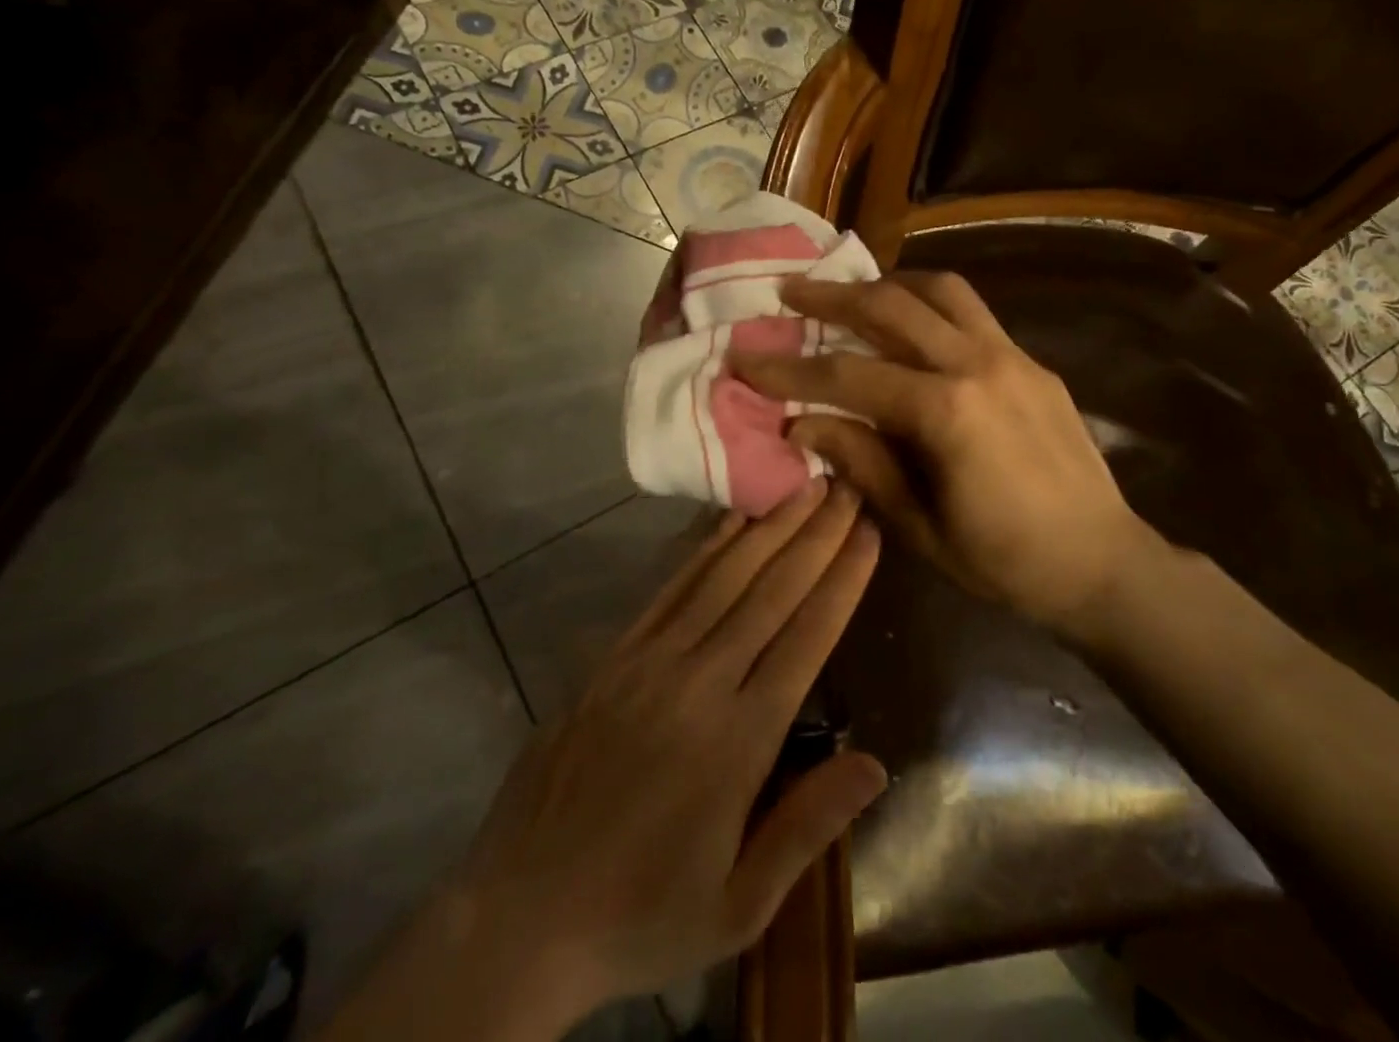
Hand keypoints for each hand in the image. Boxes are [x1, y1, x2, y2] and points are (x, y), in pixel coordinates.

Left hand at [457, 482, 884, 1033]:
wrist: (521, 913)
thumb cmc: (644, 912)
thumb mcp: (739, 905)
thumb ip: (807, 827)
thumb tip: (876, 764)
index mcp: (738, 740)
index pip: (807, 637)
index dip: (842, 579)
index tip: (869, 532)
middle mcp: (698, 682)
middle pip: (771, 591)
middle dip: (816, 534)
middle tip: (847, 486)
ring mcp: (651, 660)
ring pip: (724, 575)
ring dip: (770, 526)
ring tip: (805, 485)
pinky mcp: (615, 654)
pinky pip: (672, 586)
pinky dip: (708, 545)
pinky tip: (733, 517)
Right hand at [730, 273, 1171, 632]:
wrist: (1103, 563)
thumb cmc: (1006, 561)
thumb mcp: (919, 526)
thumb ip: (861, 461)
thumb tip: (801, 422)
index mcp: (947, 412)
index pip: (849, 375)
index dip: (790, 369)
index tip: (745, 359)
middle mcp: (979, 364)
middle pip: (891, 307)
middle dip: (832, 296)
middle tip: (788, 290)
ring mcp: (1012, 355)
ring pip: (940, 288)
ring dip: (888, 283)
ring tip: (852, 292)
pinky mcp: (1032, 361)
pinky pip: (973, 312)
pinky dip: (930, 302)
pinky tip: (911, 323)